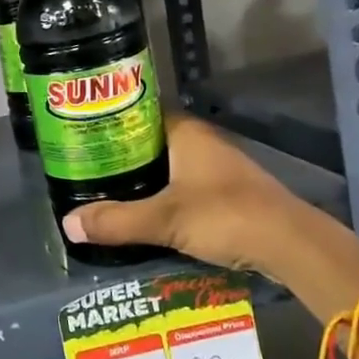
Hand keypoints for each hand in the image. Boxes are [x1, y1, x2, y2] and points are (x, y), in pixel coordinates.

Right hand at [61, 115, 301, 274]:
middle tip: (87, 169)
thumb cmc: (225, 215)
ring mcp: (218, 168)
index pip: (140, 114)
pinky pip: (184, 186)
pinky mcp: (228, 193)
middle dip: (123, 156)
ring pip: (169, 166)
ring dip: (144, 178)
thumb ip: (117, 221)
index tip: (83, 136)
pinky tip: (145, 213)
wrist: (291, 245)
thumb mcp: (165, 219)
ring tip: (107, 192)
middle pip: (152, 142)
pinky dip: (163, 196)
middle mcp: (202, 142)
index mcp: (186, 132)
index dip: (112, 122)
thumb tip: (67, 224)